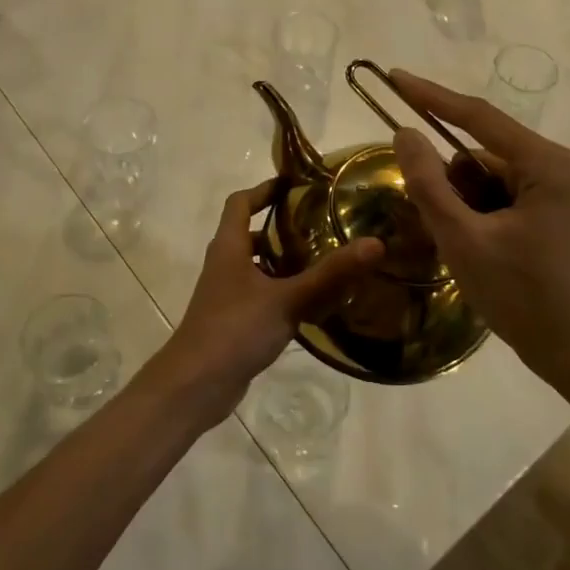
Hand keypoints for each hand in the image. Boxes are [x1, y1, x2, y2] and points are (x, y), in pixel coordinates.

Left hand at [153, 181, 383, 422]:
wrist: (195, 385)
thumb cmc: (235, 329)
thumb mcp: (288, 299)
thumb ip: (330, 274)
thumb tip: (375, 244)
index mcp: (228, 247)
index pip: (240, 202)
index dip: (263, 189)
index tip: (293, 185)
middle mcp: (223, 265)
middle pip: (248, 234)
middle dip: (280, 228)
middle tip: (319, 225)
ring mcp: (225, 295)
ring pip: (255, 267)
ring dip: (282, 262)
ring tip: (322, 262)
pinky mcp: (231, 321)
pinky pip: (259, 295)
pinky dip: (280, 292)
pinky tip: (309, 305)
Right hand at [388, 70, 569, 379]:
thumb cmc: (523, 296)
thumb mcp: (464, 240)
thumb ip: (429, 183)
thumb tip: (405, 133)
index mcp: (547, 164)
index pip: (479, 117)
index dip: (432, 97)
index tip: (394, 77)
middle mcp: (560, 164)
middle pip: (483, 153)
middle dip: (452, 183)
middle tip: (441, 227)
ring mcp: (562, 186)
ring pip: (491, 176)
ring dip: (466, 203)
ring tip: (468, 249)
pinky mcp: (557, 207)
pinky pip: (505, 193)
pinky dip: (481, 212)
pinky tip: (481, 249)